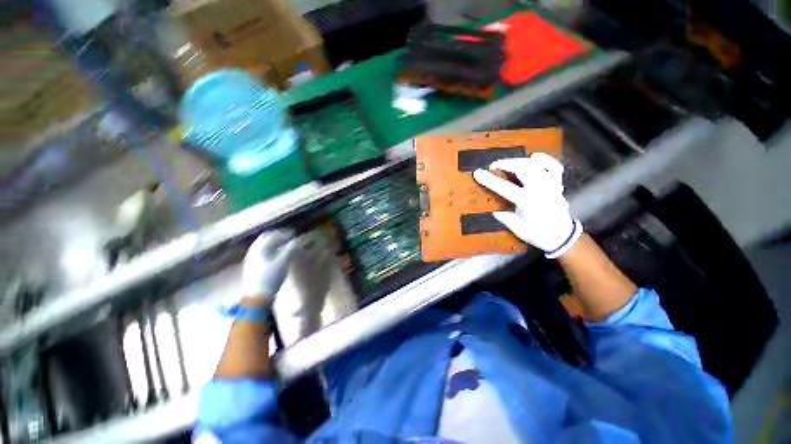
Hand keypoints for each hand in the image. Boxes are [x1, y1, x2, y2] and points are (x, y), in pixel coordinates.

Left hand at [241, 230, 298, 300]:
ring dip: (273, 241)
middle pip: (266, 237)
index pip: (274, 234)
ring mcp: (250, 258)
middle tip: (288, 236)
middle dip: (277, 235)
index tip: (295, 234)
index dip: (285, 233)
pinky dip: (269, 248)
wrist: (257, 296)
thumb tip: (299, 239)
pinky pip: (260, 251)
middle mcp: (253, 250)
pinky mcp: (251, 265)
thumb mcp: (284, 261)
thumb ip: (292, 248)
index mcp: (261, 247)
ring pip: (262, 244)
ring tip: (283, 244)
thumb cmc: (271, 277)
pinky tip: (275, 254)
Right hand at [473, 153, 581, 258]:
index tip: (477, 172)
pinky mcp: (557, 184)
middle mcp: (539, 189)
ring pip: (535, 164)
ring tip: (509, 162)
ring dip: (519, 160)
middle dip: (505, 163)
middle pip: (522, 168)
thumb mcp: (517, 229)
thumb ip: (505, 218)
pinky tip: (534, 157)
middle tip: (493, 166)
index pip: (503, 187)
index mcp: (527, 201)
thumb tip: (495, 211)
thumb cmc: (538, 234)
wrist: (562, 237)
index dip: (489, 179)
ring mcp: (550, 185)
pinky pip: (553, 167)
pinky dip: (545, 159)